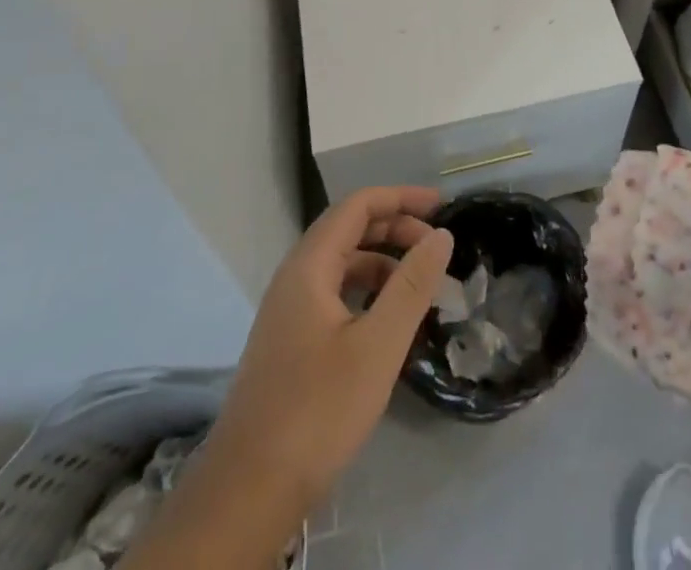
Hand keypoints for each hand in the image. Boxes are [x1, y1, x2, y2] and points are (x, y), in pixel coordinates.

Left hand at [126, 187, 451, 567]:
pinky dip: (367, 293)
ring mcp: (288, 311)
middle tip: (437, 248)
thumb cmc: (317, 412)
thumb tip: (440, 234)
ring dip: (383, 263)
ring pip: (342, 265)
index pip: (358, 205)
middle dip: (396, 229)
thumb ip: (412, 285)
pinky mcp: (290, 342)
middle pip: (349, 230)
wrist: (247, 493)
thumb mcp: (377, 347)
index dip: (401, 197)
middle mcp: (295, 277)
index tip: (442, 206)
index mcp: (309, 265)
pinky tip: (389, 322)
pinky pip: (334, 295)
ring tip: (422, 287)